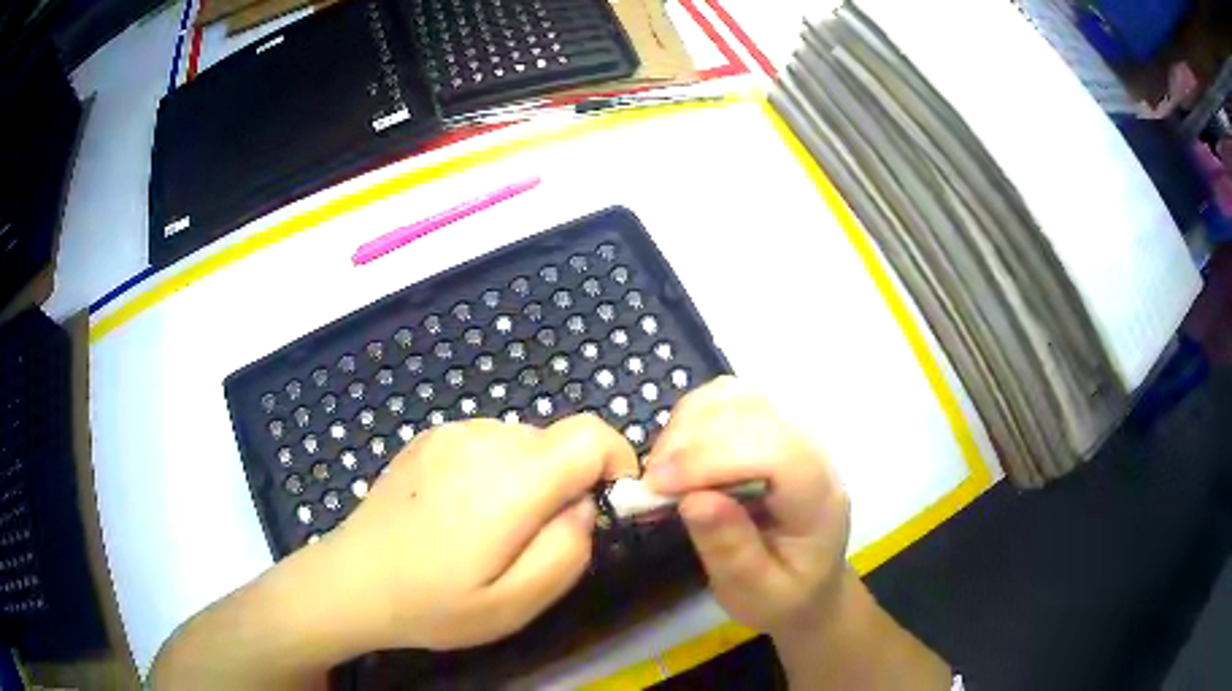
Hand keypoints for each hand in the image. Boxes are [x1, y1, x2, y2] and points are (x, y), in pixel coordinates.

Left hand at [319, 415, 636, 649]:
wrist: (354, 581)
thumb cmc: (435, 603)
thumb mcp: (517, 604)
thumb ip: (568, 549)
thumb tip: (582, 506)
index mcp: (511, 479)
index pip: (591, 434)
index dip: (615, 461)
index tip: (606, 504)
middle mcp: (483, 439)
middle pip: (558, 442)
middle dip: (566, 484)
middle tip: (533, 540)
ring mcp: (451, 433)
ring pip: (524, 442)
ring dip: (530, 479)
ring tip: (492, 530)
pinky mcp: (429, 437)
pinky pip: (488, 443)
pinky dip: (497, 470)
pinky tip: (460, 512)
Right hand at [643, 376, 850, 637]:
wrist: (810, 583)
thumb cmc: (784, 595)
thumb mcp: (757, 593)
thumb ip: (731, 549)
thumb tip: (694, 500)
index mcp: (819, 498)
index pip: (776, 453)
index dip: (713, 458)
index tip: (659, 485)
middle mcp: (813, 453)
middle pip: (753, 413)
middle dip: (691, 441)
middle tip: (651, 485)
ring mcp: (792, 433)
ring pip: (737, 396)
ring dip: (688, 425)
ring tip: (662, 470)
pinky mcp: (770, 429)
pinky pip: (728, 400)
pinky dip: (693, 417)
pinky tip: (677, 454)